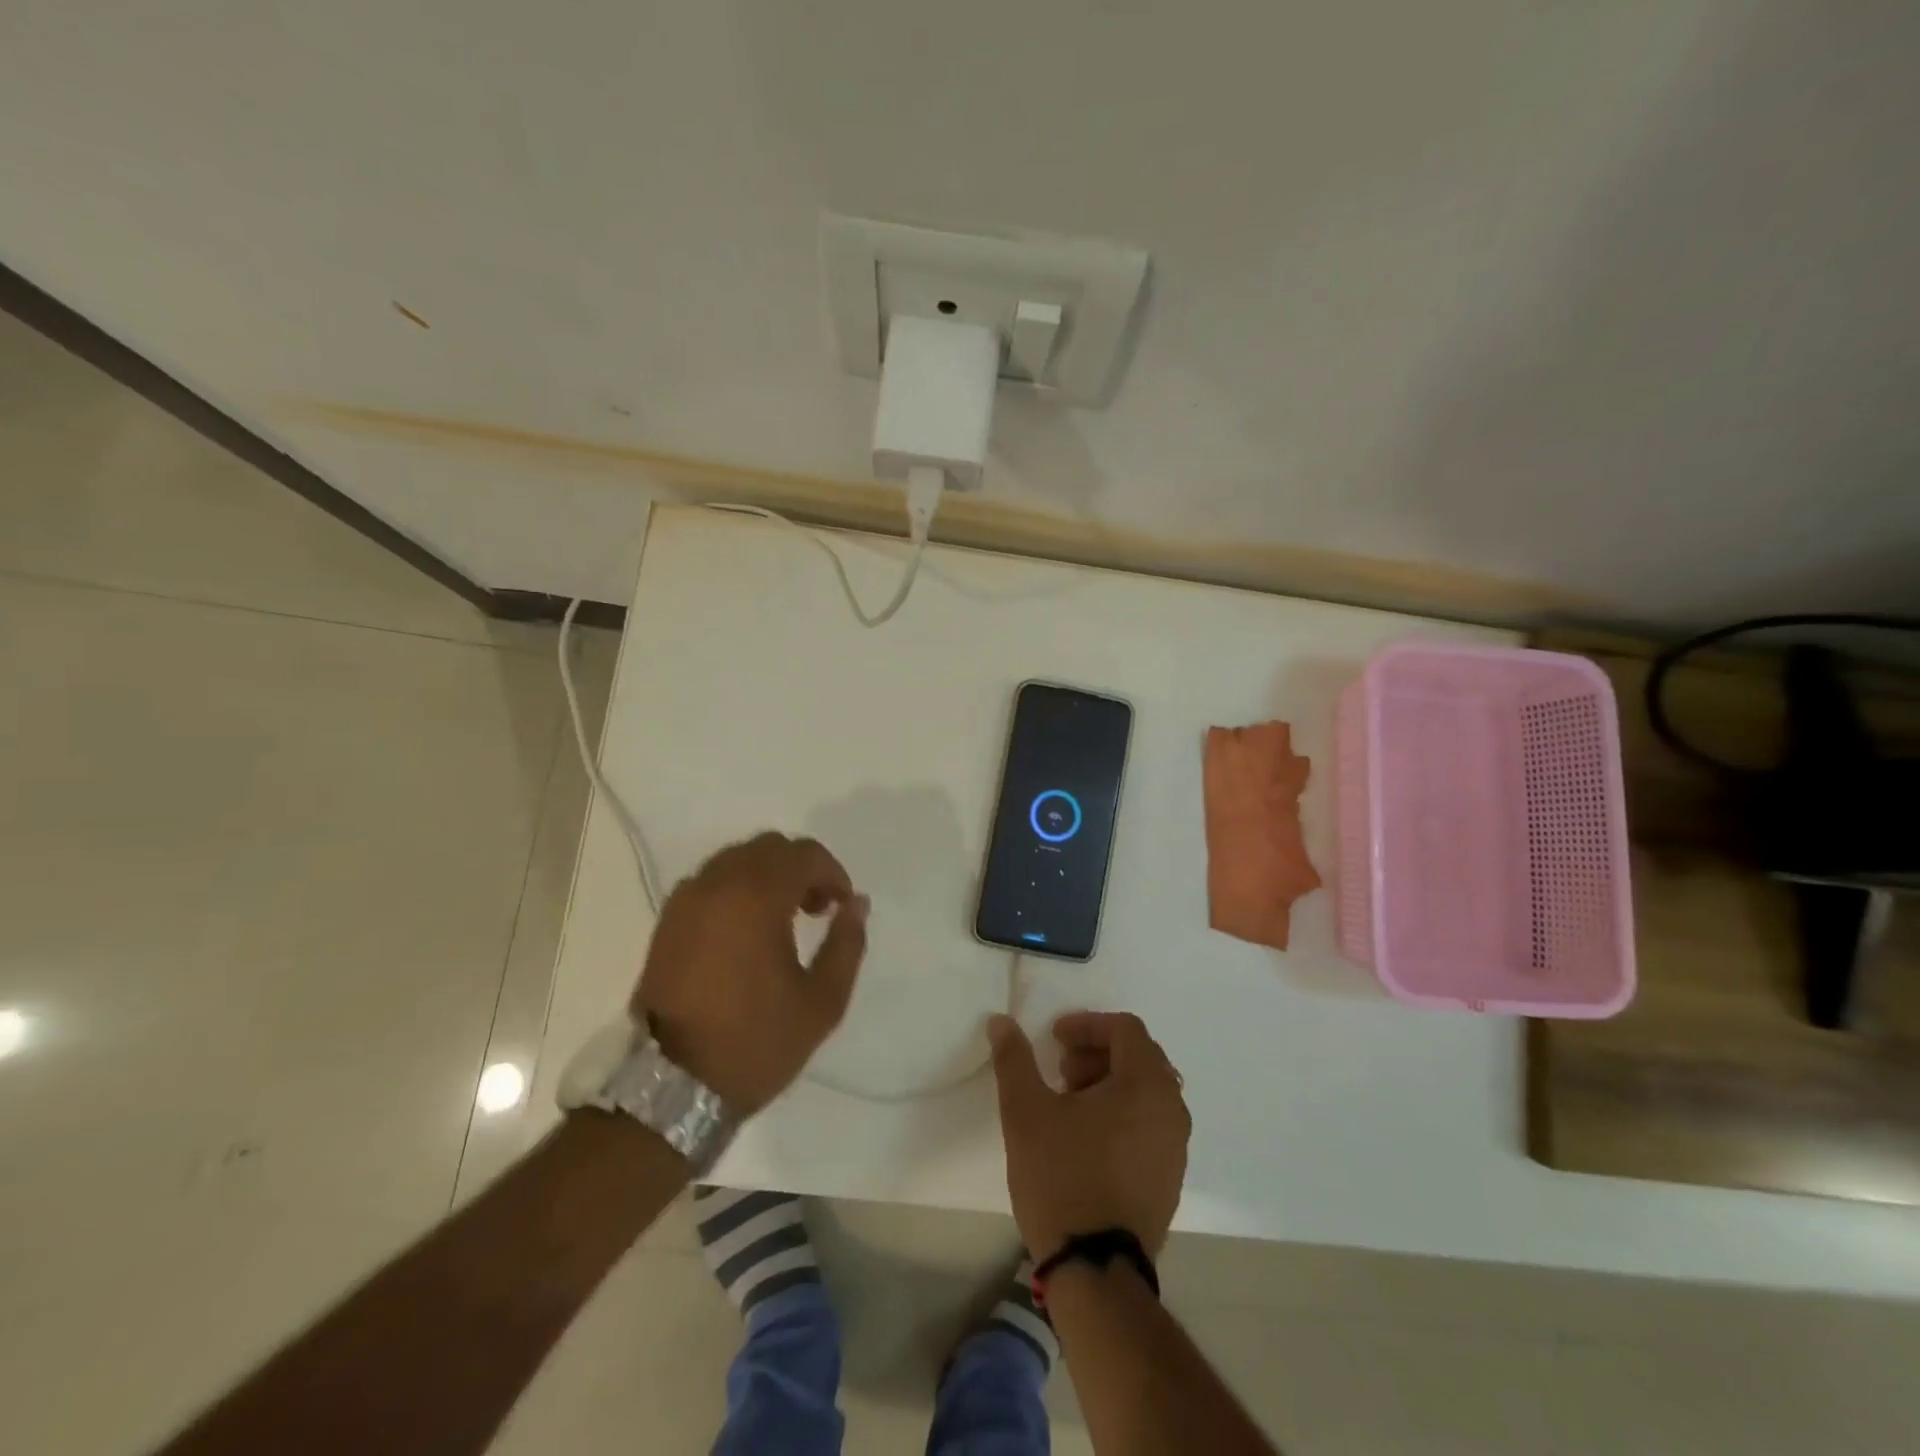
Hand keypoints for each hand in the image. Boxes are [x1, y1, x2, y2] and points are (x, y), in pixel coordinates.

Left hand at [636, 832, 868, 1113]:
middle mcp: (718, 884)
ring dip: (768, 875)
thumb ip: (847, 943)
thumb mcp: (822, 1001)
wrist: (670, 1085)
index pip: (804, 855)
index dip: (833, 873)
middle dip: (801, 869)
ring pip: (737, 859)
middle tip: (817, 908)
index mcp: (757, 897)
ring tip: (783, 918)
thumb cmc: (755, 1042)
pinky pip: (711, 882)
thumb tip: (857, 903)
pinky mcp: (667, 921)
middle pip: (769, 847)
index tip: (842, 906)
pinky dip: (737, 888)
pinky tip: (746, 929)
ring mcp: (687, 900)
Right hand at [988, 1011, 1191, 1261]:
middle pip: (1139, 1057)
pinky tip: (1087, 1139)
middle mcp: (1172, 1109)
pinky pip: (1150, 1124)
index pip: (1125, 1029)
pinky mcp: (1170, 1179)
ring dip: (1108, 1084)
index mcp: (1146, 1084)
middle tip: (1061, 1072)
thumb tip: (1001, 1021)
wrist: (1095, 1271)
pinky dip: (1122, 1114)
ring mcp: (1176, 1148)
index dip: (1087, 1024)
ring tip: (1069, 1105)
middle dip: (1097, 1053)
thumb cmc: (1062, 1177)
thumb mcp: (1026, 1111)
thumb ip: (1015, 1059)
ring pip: (1146, 1092)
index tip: (1054, 1039)